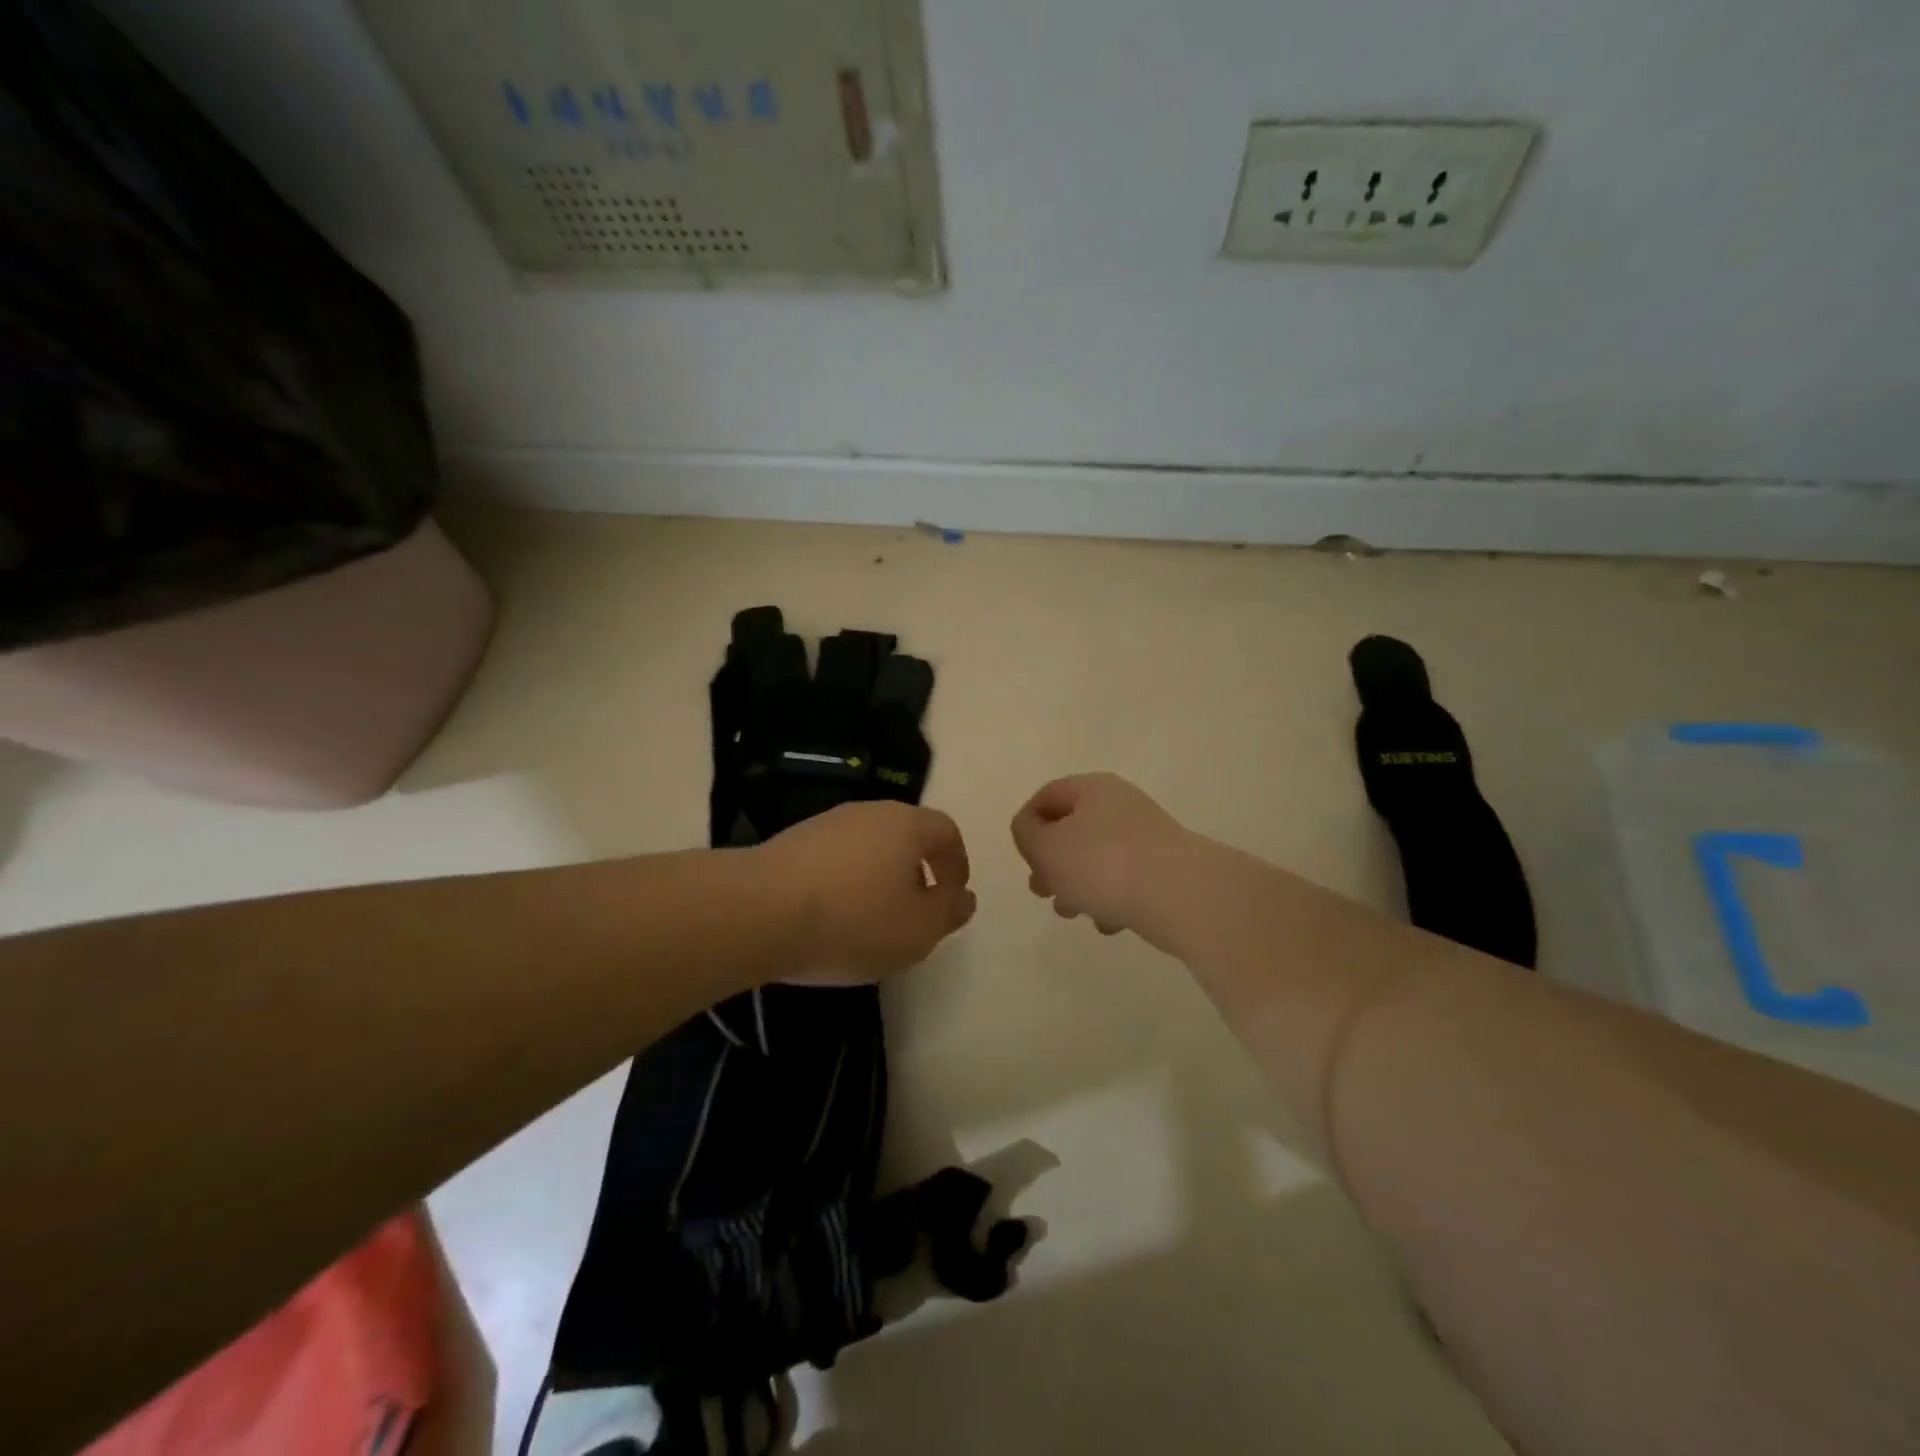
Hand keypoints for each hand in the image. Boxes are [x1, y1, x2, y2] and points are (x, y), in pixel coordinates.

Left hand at [755, 800, 975, 984]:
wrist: (760, 911)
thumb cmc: (854, 919)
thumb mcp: (917, 930)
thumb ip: (948, 912)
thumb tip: (963, 897)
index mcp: (906, 825)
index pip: (946, 831)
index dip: (957, 864)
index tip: (952, 897)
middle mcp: (868, 812)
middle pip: (905, 836)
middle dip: (917, 872)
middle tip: (914, 912)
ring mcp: (826, 823)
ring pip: (868, 847)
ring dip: (878, 878)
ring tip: (871, 921)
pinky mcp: (791, 842)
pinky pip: (834, 859)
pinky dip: (844, 883)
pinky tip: (831, 917)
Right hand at [1010, 773, 1192, 939]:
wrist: (1181, 896)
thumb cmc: (1103, 865)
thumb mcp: (1046, 846)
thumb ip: (1026, 833)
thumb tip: (1034, 831)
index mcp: (1092, 788)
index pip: (1046, 796)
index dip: (1027, 827)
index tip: (1025, 860)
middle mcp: (1120, 805)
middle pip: (1070, 829)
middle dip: (1051, 863)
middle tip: (1043, 891)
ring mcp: (1145, 836)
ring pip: (1095, 858)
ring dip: (1076, 886)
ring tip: (1074, 912)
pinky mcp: (1163, 868)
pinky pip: (1123, 880)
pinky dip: (1109, 899)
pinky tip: (1108, 922)